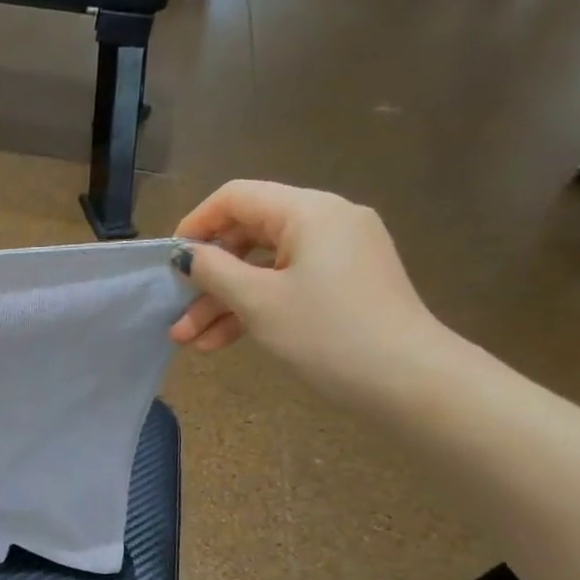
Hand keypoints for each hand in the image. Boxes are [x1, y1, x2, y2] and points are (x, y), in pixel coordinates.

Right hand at [169, 180, 448, 394]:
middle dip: (207, 278)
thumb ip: (214, 271)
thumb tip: (185, 254)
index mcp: (309, 211)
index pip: (237, 197)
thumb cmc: (327, 333)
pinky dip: (255, 308)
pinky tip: (222, 342)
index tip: (169, 261)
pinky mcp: (345, 285)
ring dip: (224, 302)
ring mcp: (339, 255)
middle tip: (176, 312)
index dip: (196, 224)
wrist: (410, 382)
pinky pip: (287, 285)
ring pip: (264, 267)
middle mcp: (327, 222)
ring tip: (190, 341)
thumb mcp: (258, 302)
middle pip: (248, 235)